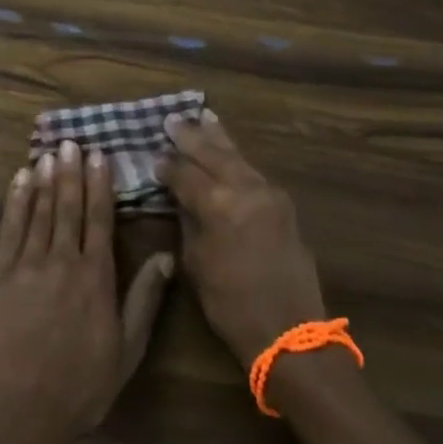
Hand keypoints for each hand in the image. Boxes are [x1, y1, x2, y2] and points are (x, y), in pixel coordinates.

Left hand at [0, 141, 176, 443]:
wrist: (20, 416)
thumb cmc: (81, 386)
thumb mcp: (127, 349)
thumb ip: (144, 299)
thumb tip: (166, 257)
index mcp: (95, 277)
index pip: (99, 218)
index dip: (100, 184)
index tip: (100, 155)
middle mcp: (62, 262)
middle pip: (68, 207)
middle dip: (71, 172)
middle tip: (72, 142)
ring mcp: (26, 267)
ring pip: (39, 212)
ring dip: (45, 179)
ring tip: (49, 152)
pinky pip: (9, 231)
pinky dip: (15, 203)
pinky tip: (19, 181)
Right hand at [156, 111, 325, 368]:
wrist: (289, 328)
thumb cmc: (231, 304)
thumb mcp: (196, 264)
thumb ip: (188, 222)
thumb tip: (180, 197)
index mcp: (218, 205)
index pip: (185, 175)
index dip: (167, 166)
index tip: (153, 156)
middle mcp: (245, 189)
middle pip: (213, 154)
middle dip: (191, 136)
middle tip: (172, 119)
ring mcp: (268, 192)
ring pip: (237, 156)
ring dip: (218, 137)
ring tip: (204, 116)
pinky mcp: (282, 202)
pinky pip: (253, 170)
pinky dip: (237, 156)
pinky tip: (228, 149)